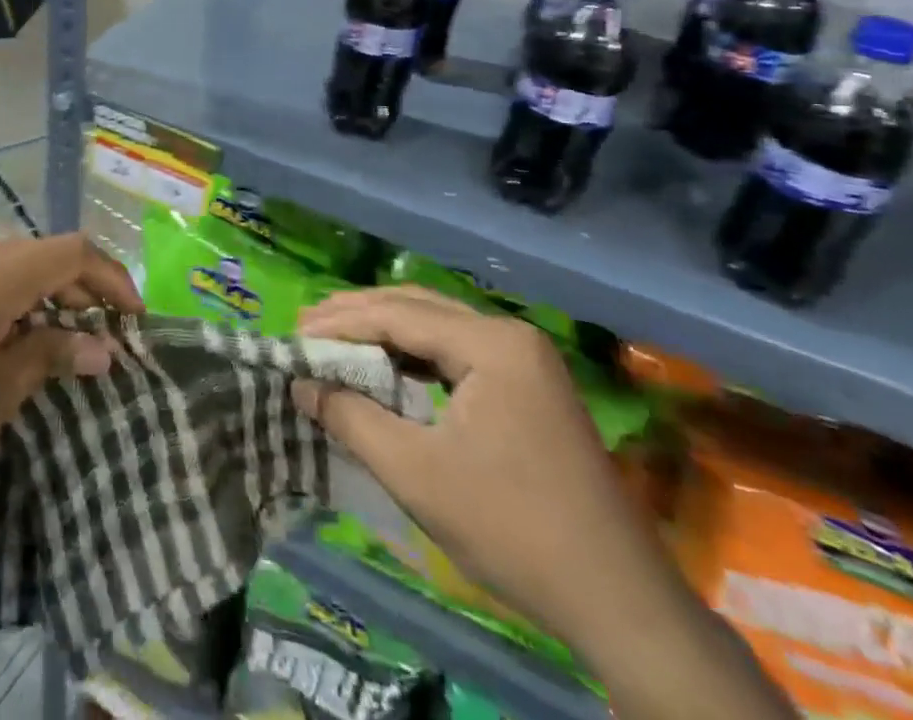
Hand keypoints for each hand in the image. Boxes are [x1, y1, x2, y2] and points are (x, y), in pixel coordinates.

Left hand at [0, 234, 138, 517]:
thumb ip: (47, 358)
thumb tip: (101, 347)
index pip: (75, 252)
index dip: (112, 279)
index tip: (136, 322)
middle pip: (47, 256)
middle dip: (83, 294)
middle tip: (102, 346)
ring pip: (17, 268)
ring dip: (47, 302)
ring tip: (61, 356)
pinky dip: (14, 306)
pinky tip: (9, 355)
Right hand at [294, 285, 682, 666]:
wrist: (620, 604)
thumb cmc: (511, 530)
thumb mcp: (416, 473)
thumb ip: (350, 417)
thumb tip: (299, 384)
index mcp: (491, 343)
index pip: (396, 314)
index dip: (338, 323)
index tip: (292, 337)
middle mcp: (509, 335)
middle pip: (416, 308)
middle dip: (356, 317)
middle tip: (305, 330)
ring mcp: (524, 360)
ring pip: (435, 327)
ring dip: (382, 334)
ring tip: (332, 343)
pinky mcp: (528, 386)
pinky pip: (456, 353)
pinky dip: (413, 357)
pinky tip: (385, 372)